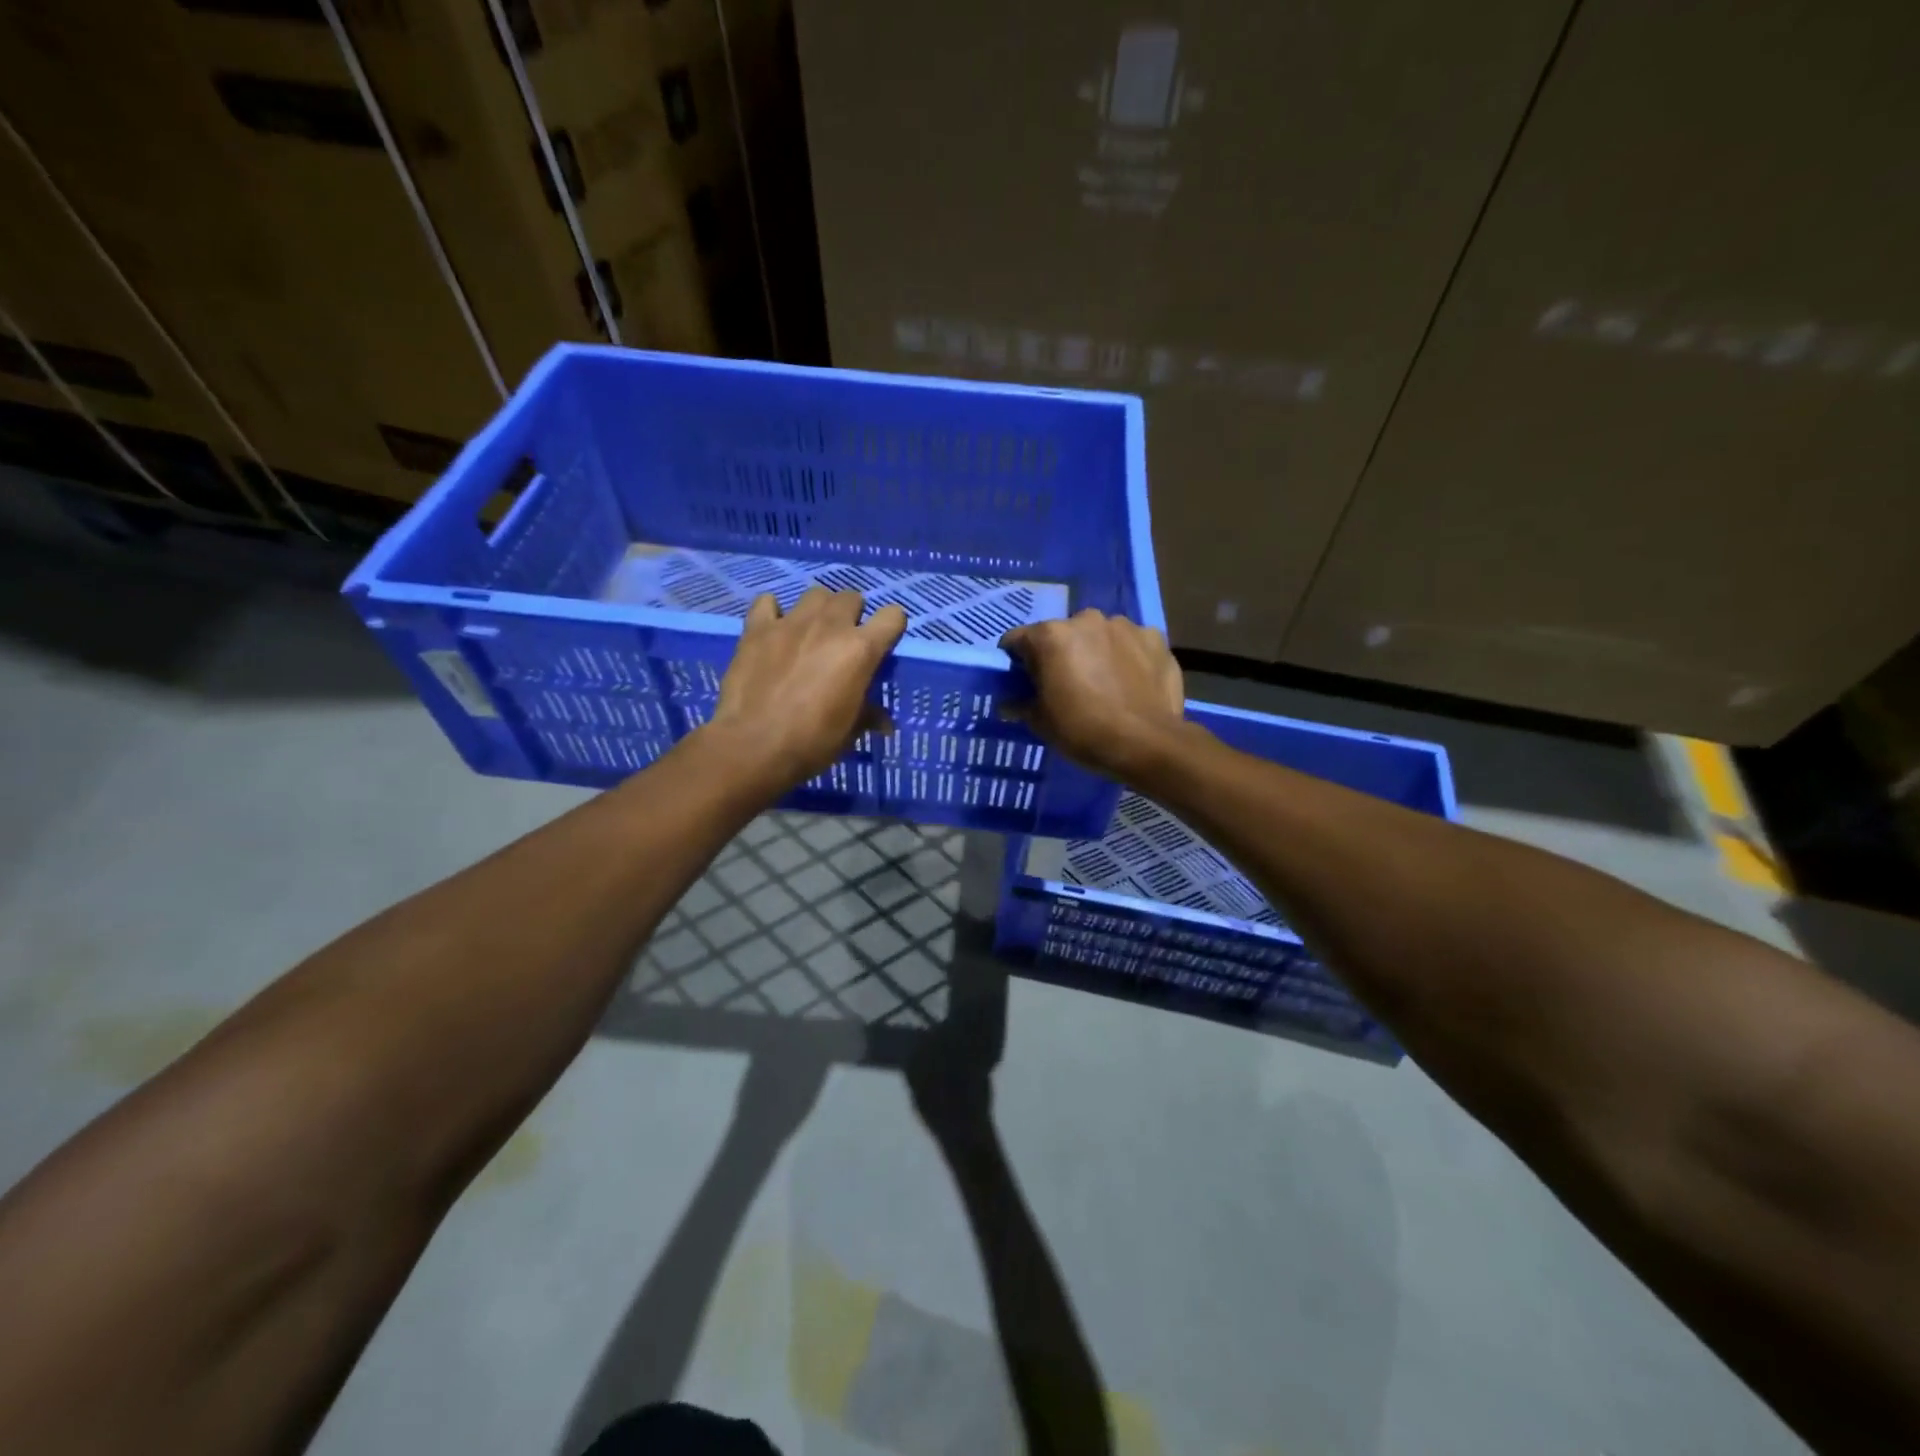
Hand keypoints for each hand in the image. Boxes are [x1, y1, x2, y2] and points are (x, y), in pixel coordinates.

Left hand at [706, 587, 907, 790]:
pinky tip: (773, 630)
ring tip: (811, 632)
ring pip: (815, 594)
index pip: (893, 616)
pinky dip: (773, 612)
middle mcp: (829, 625)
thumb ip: (868, 716)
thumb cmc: (812, 742)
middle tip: (843, 641)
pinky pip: (767, 602)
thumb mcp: (849, 732)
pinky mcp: (757, 628)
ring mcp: (791, 623)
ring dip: (819, 609)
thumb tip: (884, 723)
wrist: (753, 745)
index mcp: (860, 649)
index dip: (891, 627)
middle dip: (852, 615)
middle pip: (851, 597)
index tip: (882, 644)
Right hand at [1000, 609, 1186, 779]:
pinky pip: (1132, 644)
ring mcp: (1125, 626)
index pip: (1017, 640)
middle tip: (1067, 685)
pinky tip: (1132, 683)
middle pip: (1062, 634)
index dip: (1016, 661)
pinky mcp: (1155, 638)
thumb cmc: (1084, 731)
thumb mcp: (1042, 723)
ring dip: (1096, 652)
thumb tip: (1008, 703)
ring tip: (1104, 683)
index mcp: (1051, 636)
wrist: (1147, 743)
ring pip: (1099, 636)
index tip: (1022, 681)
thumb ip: (1021, 705)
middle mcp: (1086, 619)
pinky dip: (1128, 657)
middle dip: (1060, 654)